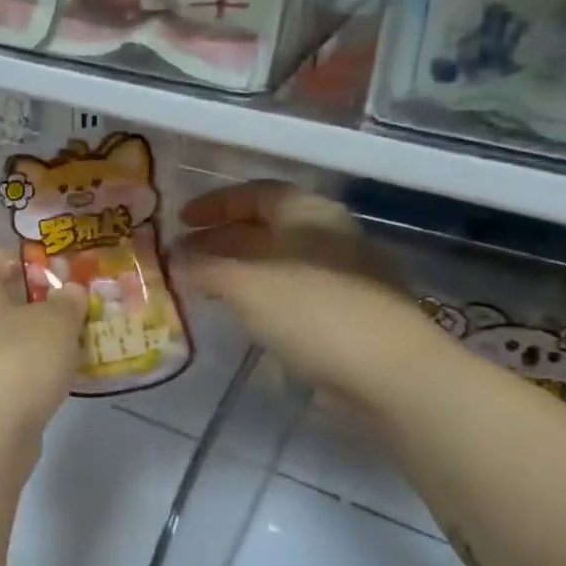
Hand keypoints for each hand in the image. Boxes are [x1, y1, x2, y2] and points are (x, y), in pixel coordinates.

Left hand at [0, 250, 88, 451]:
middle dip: (50, 302)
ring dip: (51, 340)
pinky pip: (23, 374)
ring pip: (20, 341)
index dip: (33, 257)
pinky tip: (73, 376)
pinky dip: (46, 372)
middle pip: (12, 302)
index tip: (69, 264)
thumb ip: (68, 302)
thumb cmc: (17, 363)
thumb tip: (71, 292)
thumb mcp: (54, 321)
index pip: (1, 259)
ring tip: (91, 338)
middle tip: (90, 303)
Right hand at [174, 181, 440, 408]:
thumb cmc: (313, 312)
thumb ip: (206, 269)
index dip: (215, 204)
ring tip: (204, 286)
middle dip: (220, 239)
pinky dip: (261, 293)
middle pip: (265, 226)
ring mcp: (344, 274)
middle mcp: (329, 234)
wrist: (391, 372)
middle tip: (183, 258)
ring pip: (279, 261)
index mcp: (308, 213)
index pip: (255, 193)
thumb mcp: (246, 285)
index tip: (180, 221)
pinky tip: (245, 315)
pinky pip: (293, 290)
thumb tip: (174, 261)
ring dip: (238, 268)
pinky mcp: (349, 311)